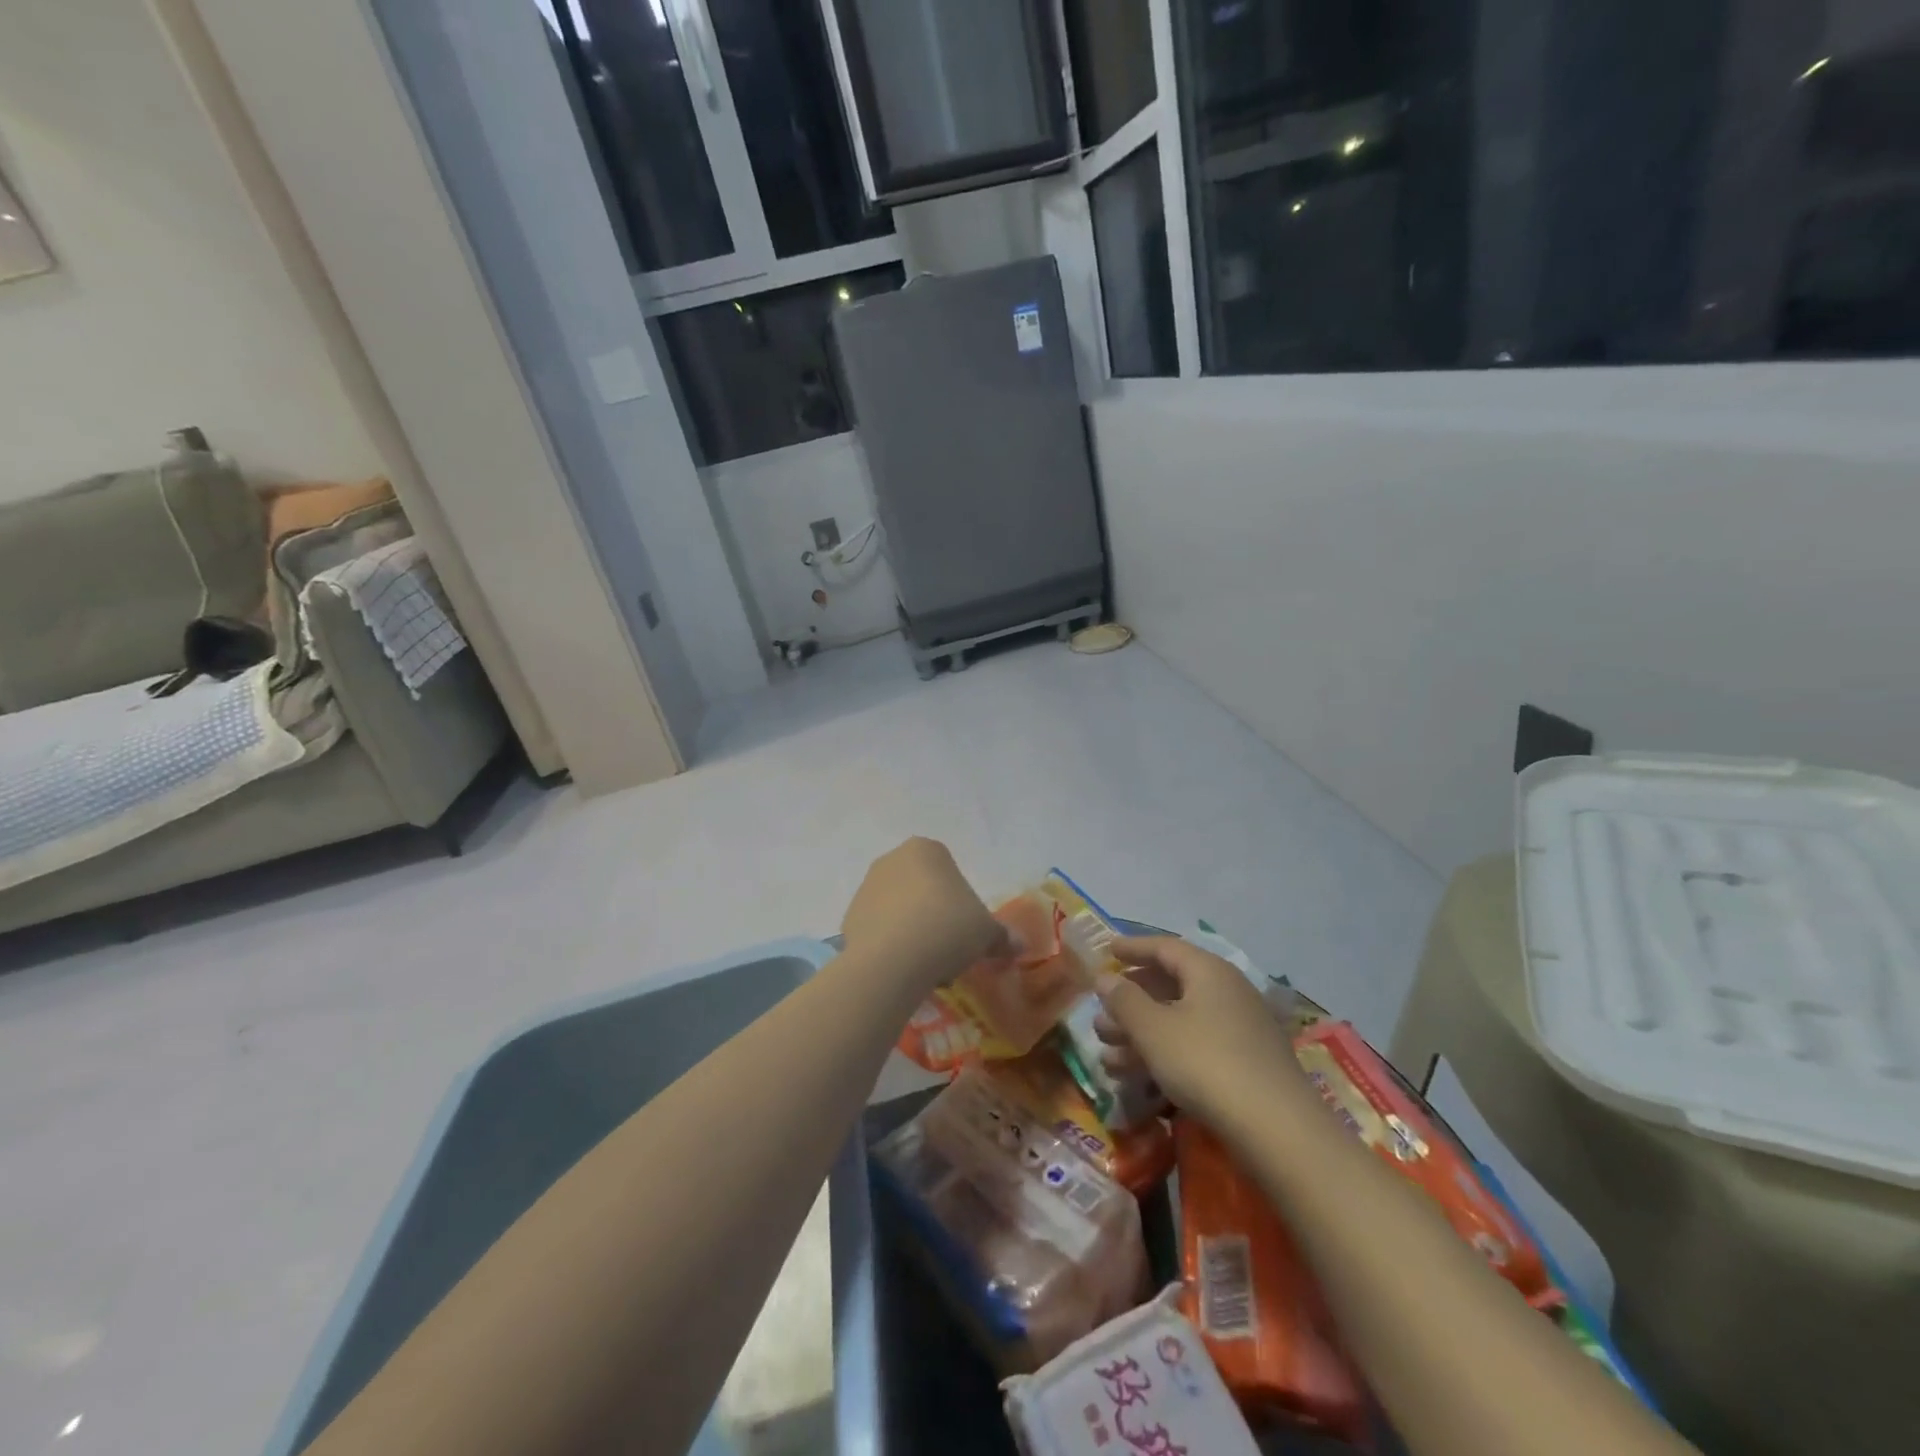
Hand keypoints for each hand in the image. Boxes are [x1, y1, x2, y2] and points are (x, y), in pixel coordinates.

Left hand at [841, 838, 1006, 998]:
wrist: (892, 960)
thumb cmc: (947, 928)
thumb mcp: (987, 932)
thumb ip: (1003, 936)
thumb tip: (1020, 946)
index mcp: (926, 849)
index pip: (950, 872)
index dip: (962, 904)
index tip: (966, 931)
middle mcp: (892, 859)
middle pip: (923, 890)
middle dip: (935, 918)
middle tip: (949, 951)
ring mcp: (866, 887)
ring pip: (900, 911)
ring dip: (913, 933)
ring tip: (927, 967)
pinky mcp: (849, 917)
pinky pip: (879, 931)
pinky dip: (891, 947)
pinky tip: (903, 971)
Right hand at [1095, 936, 1314, 1137]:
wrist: (1277, 1129)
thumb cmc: (1205, 1062)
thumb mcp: (1153, 1029)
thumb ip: (1124, 1000)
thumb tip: (1105, 978)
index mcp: (1208, 971)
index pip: (1164, 947)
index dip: (1133, 948)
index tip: (1107, 952)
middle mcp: (1227, 991)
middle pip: (1170, 986)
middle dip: (1132, 1002)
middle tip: (1100, 1016)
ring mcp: (1240, 1029)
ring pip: (1180, 1021)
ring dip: (1142, 1034)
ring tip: (1107, 1056)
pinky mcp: (1245, 1064)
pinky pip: (1195, 1045)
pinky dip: (1164, 1054)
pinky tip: (1137, 1078)